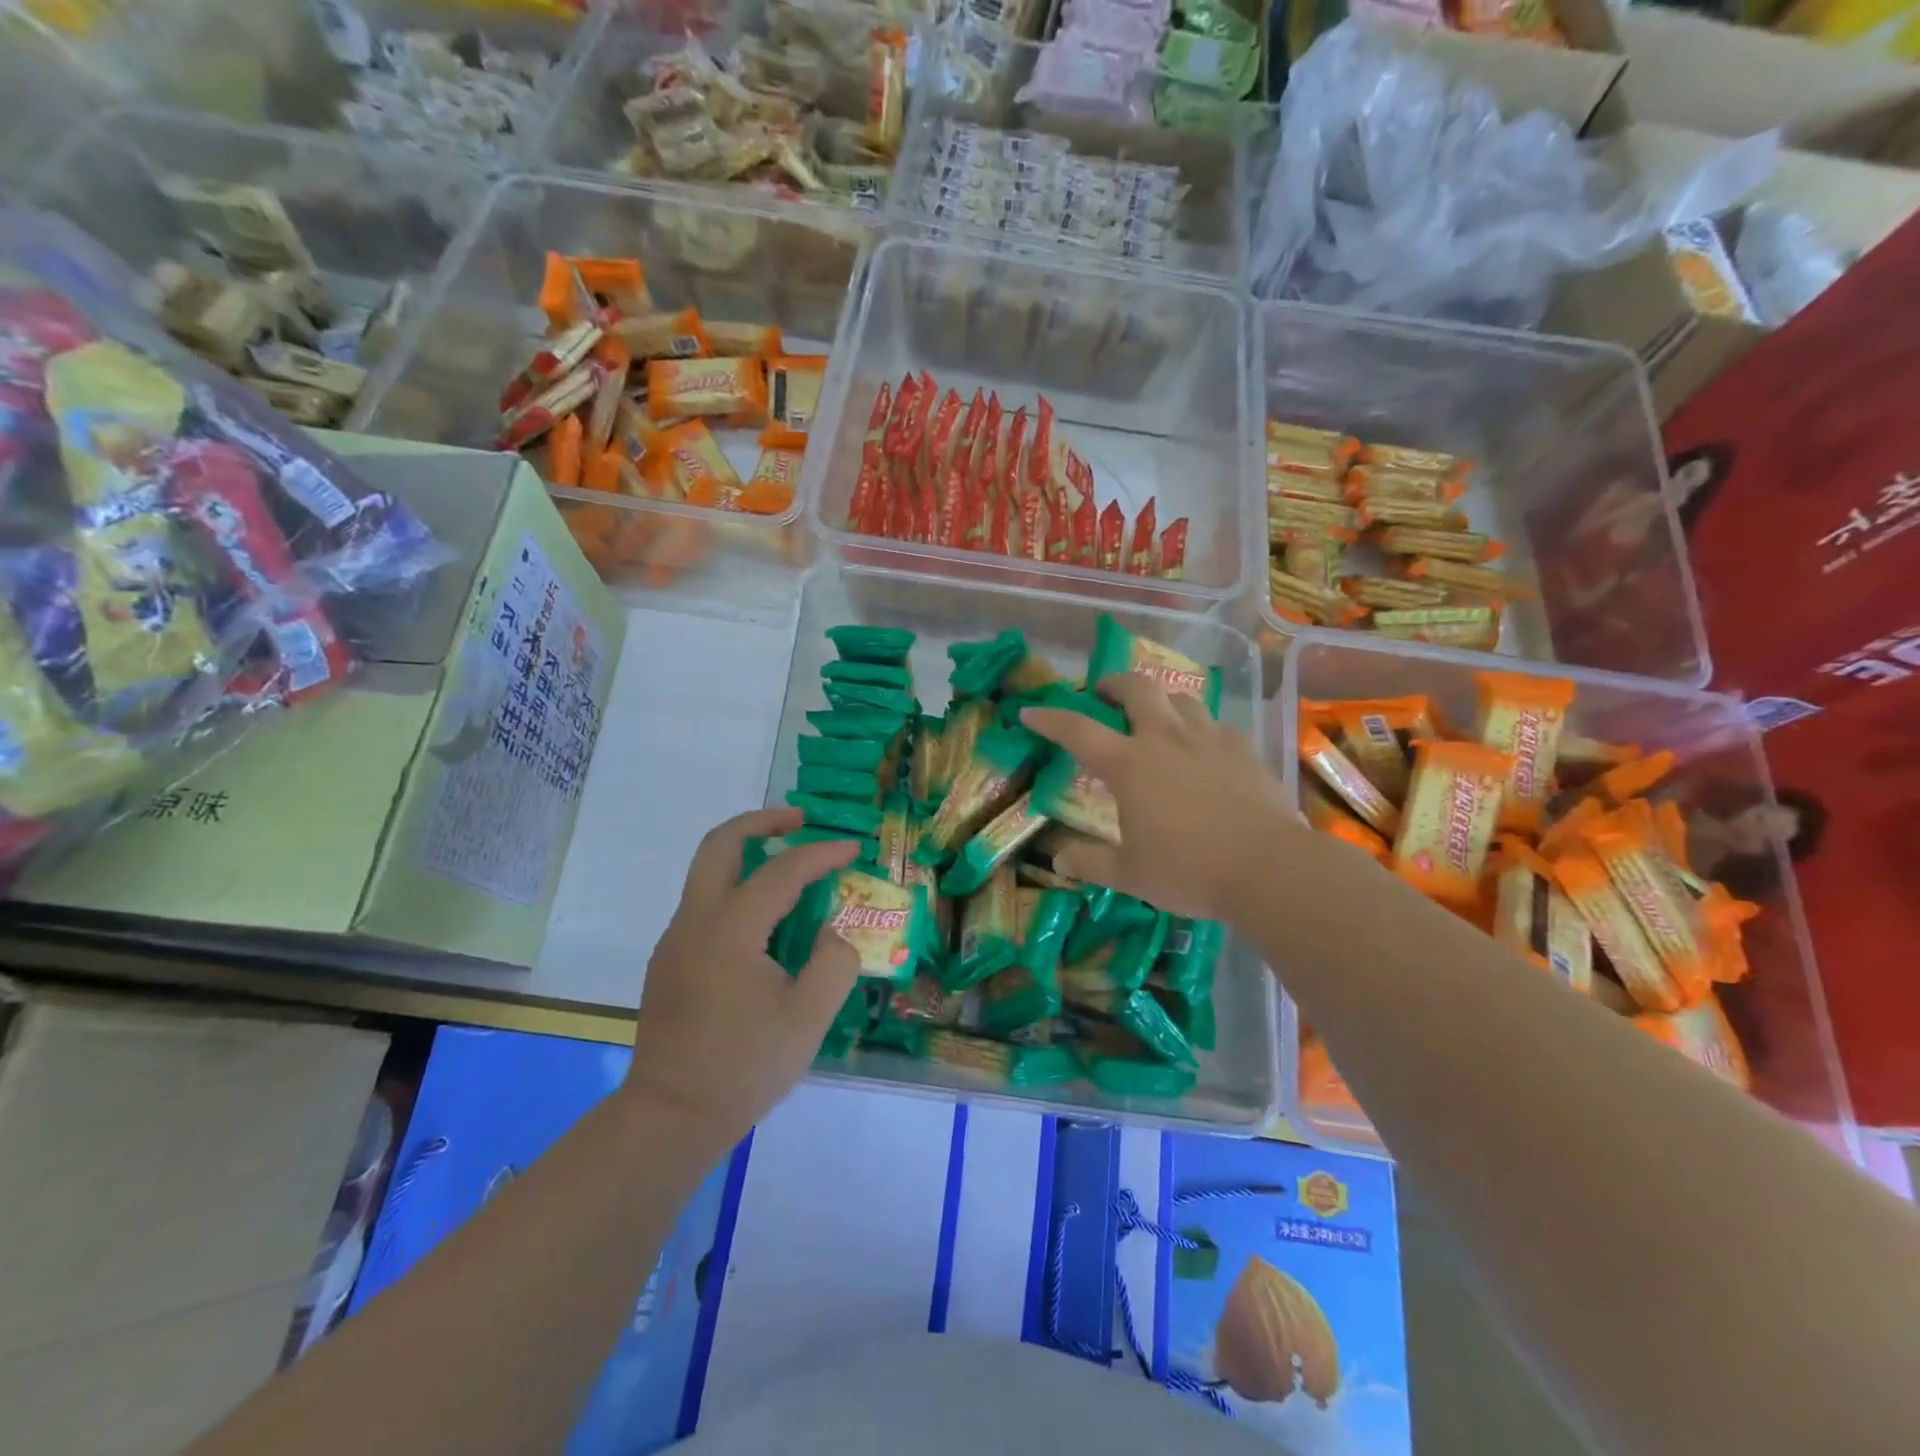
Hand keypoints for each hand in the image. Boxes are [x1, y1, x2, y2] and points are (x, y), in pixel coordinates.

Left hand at [625, 808, 861, 1144]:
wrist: (670, 1118)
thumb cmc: (744, 1066)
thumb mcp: (809, 1017)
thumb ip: (834, 962)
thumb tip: (829, 934)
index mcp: (730, 929)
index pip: (782, 871)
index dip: (821, 854)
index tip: (852, 848)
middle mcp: (695, 922)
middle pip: (720, 844)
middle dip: (761, 822)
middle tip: (798, 820)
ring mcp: (675, 941)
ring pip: (707, 872)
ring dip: (746, 855)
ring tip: (789, 868)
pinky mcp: (669, 962)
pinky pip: (705, 905)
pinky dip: (736, 889)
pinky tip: (766, 923)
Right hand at [1022, 674, 1302, 921]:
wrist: (1268, 868)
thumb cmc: (1188, 870)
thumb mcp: (1129, 874)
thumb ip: (1090, 863)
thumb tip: (1058, 860)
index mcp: (1129, 764)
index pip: (1078, 730)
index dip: (1050, 718)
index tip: (1030, 712)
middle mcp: (1166, 739)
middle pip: (1138, 688)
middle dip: (1115, 683)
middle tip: (1105, 694)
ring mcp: (1209, 739)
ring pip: (1181, 698)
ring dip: (1162, 702)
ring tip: (1157, 721)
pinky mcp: (1244, 749)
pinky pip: (1216, 725)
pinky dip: (1201, 730)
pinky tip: (1204, 752)